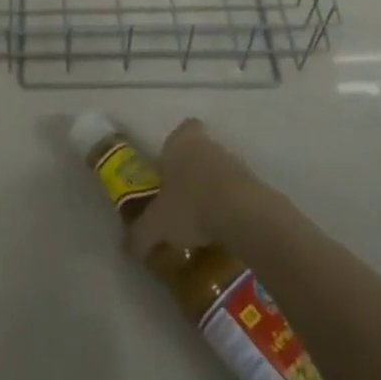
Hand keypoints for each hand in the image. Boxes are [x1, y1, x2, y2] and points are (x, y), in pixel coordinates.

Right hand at [125, 119, 258, 262]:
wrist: (244, 216)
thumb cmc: (191, 206)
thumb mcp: (156, 224)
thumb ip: (139, 234)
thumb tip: (126, 247)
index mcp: (180, 141)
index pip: (179, 132)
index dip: (173, 149)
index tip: (168, 171)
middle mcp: (207, 143)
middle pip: (198, 152)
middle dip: (190, 172)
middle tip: (180, 200)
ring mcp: (234, 161)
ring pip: (217, 171)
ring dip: (211, 190)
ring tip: (201, 221)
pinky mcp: (254, 183)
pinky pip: (235, 190)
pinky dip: (229, 205)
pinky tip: (222, 229)